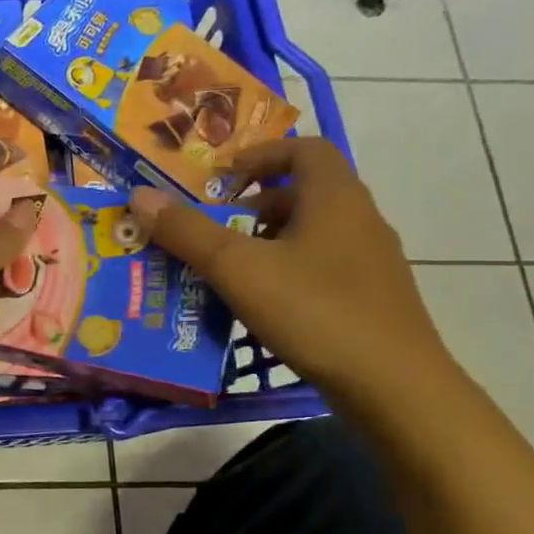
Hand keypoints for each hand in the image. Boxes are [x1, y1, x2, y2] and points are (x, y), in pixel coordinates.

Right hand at [128, 137, 451, 408]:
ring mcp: (371, 262)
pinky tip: (263, 307)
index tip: (221, 178)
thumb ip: (188, 232)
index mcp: (335, 197)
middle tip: (215, 229)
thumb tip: (140, 195)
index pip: (304, 149)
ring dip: (270, 241)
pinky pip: (322, 268)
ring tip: (231, 271)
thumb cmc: (315, 311)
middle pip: (306, 192)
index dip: (261, 154)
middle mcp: (360, 219)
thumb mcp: (238, 269)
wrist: (393, 385)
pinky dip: (288, 273)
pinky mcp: (373, 299)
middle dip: (255, 205)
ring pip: (313, 233)